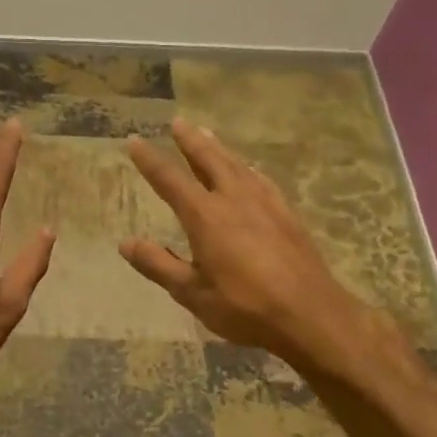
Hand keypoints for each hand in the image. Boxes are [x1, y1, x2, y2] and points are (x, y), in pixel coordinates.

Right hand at [120, 118, 399, 374]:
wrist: (311, 314)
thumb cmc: (245, 307)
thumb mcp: (192, 292)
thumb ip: (158, 264)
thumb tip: (125, 243)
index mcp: (205, 216)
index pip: (170, 180)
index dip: (150, 160)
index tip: (135, 140)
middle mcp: (234, 199)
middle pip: (209, 160)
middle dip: (190, 141)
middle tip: (178, 122)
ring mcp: (265, 204)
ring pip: (237, 165)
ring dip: (219, 148)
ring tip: (207, 134)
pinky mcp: (287, 214)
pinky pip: (261, 180)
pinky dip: (248, 168)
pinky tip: (250, 169)